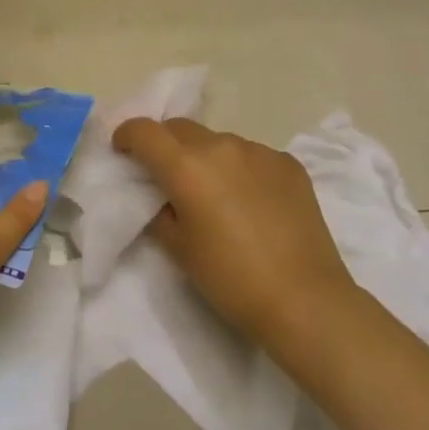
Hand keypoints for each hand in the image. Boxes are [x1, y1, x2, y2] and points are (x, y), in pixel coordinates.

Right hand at [113, 117, 360, 362]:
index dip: (126, 136)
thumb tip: (163, 195)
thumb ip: (160, 209)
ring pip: (217, 141)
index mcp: (185, 165)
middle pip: (179, 128)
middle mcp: (220, 146)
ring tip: (214, 192)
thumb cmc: (230, 278)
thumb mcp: (177, 247)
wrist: (305, 301)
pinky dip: (239, 168)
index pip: (143, 130)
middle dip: (165, 144)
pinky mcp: (288, 164)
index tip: (123, 152)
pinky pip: (251, 155)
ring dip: (205, 156)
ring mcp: (259, 151)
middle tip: (166, 174)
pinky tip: (250, 201)